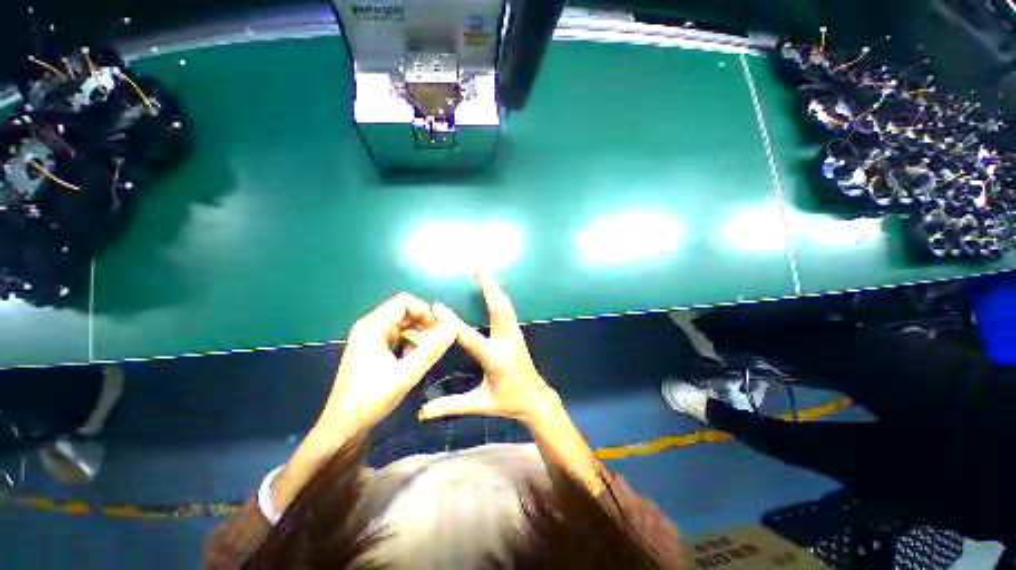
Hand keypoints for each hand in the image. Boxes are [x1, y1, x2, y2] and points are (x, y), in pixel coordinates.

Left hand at [318, 292, 456, 433]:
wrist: (343, 426)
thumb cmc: (371, 399)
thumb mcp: (407, 374)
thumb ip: (432, 349)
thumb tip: (453, 328)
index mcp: (372, 327)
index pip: (404, 302)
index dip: (425, 311)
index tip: (439, 329)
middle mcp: (369, 326)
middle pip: (403, 311)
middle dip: (423, 322)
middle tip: (437, 340)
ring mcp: (369, 338)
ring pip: (401, 323)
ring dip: (417, 332)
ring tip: (427, 350)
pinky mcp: (372, 348)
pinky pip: (396, 335)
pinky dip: (409, 341)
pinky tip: (413, 357)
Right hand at [420, 272, 558, 425]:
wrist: (535, 398)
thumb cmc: (507, 401)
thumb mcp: (480, 404)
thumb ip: (452, 405)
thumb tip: (423, 412)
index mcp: (496, 358)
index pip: (470, 337)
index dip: (453, 322)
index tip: (437, 306)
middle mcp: (507, 340)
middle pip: (498, 308)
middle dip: (488, 285)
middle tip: (476, 266)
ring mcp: (515, 333)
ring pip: (505, 305)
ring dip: (493, 286)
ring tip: (481, 270)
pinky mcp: (517, 332)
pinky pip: (507, 309)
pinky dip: (498, 295)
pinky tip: (491, 287)